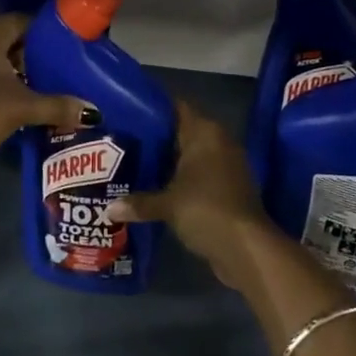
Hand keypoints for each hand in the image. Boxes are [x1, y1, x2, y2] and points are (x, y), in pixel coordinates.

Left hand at [0, 15, 87, 189]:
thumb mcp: (23, 108)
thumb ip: (57, 106)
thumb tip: (92, 112)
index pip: (21, 21)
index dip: (44, 32)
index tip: (65, 47)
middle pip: (6, 40)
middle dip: (30, 54)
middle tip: (56, 70)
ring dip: (11, 71)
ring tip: (37, 88)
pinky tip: (10, 103)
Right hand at [106, 101, 269, 288]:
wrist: (246, 248)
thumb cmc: (205, 210)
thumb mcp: (167, 205)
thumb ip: (139, 202)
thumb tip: (109, 209)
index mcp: (205, 132)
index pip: (176, 107)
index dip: (153, 109)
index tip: (128, 114)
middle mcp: (218, 141)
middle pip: (182, 131)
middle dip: (157, 139)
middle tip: (125, 142)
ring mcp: (227, 165)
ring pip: (191, 155)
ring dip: (169, 162)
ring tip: (136, 166)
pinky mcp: (230, 188)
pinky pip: (200, 175)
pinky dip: (182, 180)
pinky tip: (158, 189)